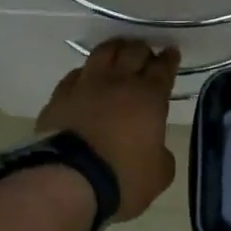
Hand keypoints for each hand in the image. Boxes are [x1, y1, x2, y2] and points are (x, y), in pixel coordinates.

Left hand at [35, 39, 180, 221]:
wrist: (67, 181)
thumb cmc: (122, 178)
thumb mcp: (159, 175)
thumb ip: (162, 155)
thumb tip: (156, 148)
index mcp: (149, 97)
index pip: (163, 68)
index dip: (169, 59)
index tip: (171, 53)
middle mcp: (118, 82)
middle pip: (133, 52)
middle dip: (143, 50)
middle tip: (146, 54)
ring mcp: (85, 85)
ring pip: (102, 53)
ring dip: (114, 50)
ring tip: (117, 53)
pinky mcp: (59, 96)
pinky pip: (75, 74)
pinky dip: (86, 73)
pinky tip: (86, 79)